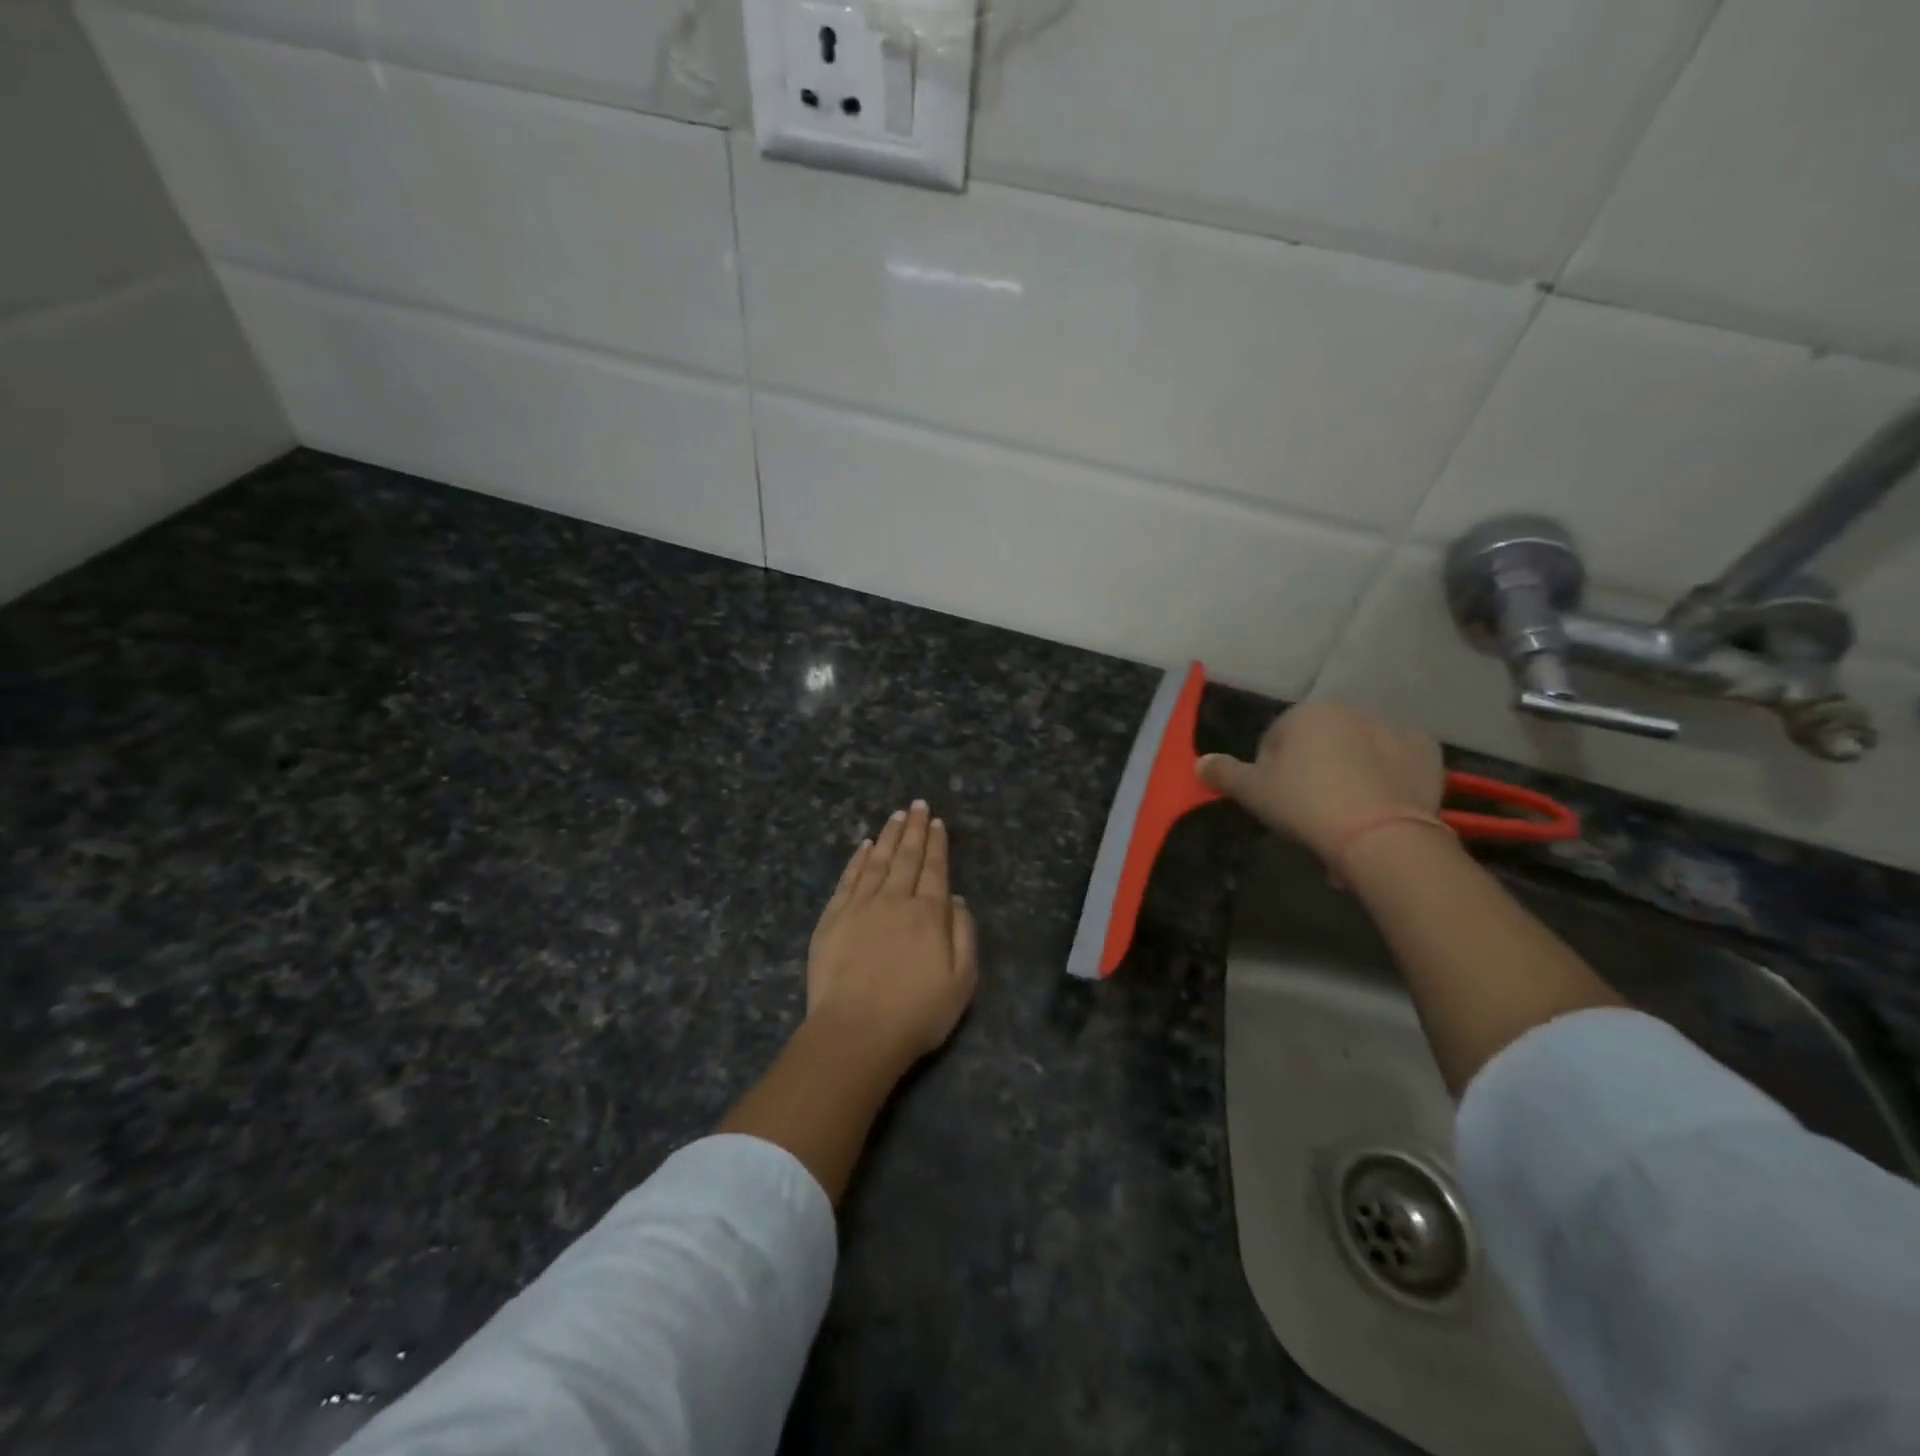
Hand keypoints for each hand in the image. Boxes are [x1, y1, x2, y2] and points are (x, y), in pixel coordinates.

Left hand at [807, 800, 978, 1062]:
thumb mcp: (961, 982)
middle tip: (917, 805)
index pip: (935, 869)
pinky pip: (849, 879)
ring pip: (877, 861)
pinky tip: (864, 846)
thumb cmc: (916, 1013)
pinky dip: (858, 859)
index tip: (937, 822)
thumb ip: (964, 936)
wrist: (856, 1032)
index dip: (937, 844)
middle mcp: (895, 900)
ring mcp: (860, 906)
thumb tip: (956, 900)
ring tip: (896, 816)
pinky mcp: (833, 918)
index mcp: (929, 914)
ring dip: (888, 836)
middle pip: (907, 857)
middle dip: (914, 829)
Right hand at [1198, 703, 1443, 861]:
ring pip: (1360, 748)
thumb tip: (1199, 763)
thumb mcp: (1253, 793)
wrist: (1381, 835)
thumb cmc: (1306, 805)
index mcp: (1305, 713)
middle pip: (1320, 740)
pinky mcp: (1427, 750)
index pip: (1275, 739)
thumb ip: (1224, 774)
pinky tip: (1382, 803)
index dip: (1272, 772)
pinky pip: (1398, 760)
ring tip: (1350, 811)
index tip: (1279, 802)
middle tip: (1312, 809)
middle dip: (1315, 767)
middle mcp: (1349, 709)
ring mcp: (1392, 727)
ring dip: (1352, 769)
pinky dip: (1390, 774)